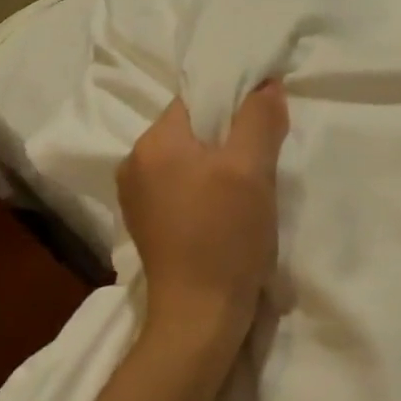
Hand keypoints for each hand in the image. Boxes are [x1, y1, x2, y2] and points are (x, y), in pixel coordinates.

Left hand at [118, 83, 288, 355]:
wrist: (200, 316)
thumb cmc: (225, 237)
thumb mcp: (252, 170)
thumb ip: (259, 119)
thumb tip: (266, 84)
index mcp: (153, 143)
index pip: (197, 99)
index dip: (234, 101)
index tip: (265, 120)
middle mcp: (135, 163)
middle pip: (192, 128)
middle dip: (229, 135)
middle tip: (264, 155)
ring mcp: (137, 196)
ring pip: (189, 158)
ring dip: (220, 163)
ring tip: (250, 184)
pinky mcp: (148, 223)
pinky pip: (181, 186)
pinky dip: (207, 187)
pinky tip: (228, 209)